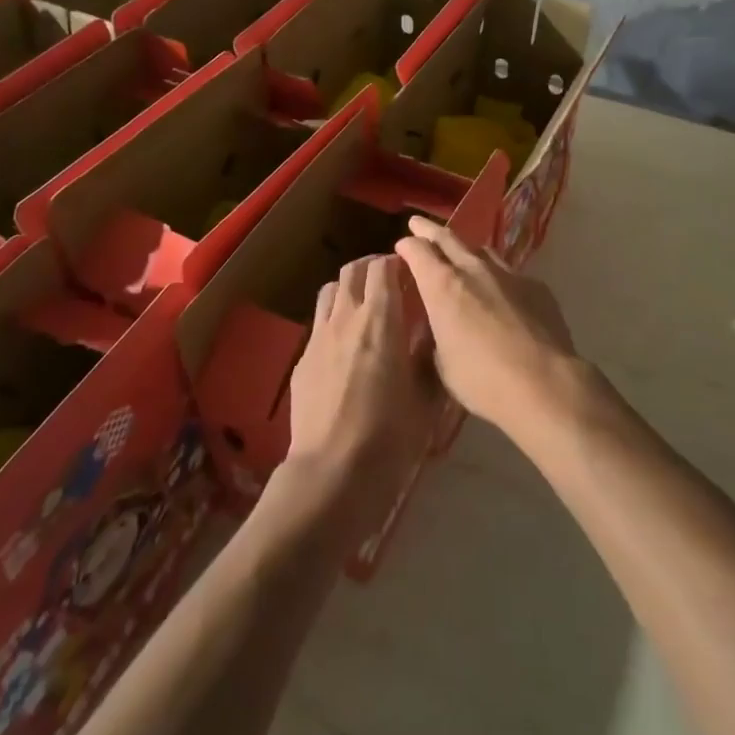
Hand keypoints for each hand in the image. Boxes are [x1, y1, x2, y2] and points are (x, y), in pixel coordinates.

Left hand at [286, 255, 436, 494]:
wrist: (332, 473)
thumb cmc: (390, 437)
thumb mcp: (426, 399)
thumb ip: (429, 358)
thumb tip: (432, 333)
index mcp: (381, 321)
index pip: (383, 268)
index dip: (396, 261)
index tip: (409, 269)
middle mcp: (346, 318)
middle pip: (352, 271)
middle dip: (371, 267)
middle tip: (388, 279)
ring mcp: (319, 338)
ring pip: (330, 291)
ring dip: (348, 288)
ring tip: (363, 304)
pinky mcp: (302, 360)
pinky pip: (319, 323)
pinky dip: (334, 318)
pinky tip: (344, 343)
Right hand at [393, 218, 580, 433]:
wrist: (543, 383)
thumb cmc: (482, 380)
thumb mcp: (442, 364)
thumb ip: (436, 336)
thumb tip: (439, 328)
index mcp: (442, 286)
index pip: (418, 251)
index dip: (407, 246)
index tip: (402, 246)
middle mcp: (473, 270)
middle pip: (448, 237)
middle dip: (429, 230)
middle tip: (418, 224)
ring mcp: (508, 274)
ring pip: (481, 250)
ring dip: (466, 250)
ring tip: (461, 255)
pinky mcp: (536, 285)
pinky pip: (510, 273)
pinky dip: (497, 277)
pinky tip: (501, 293)